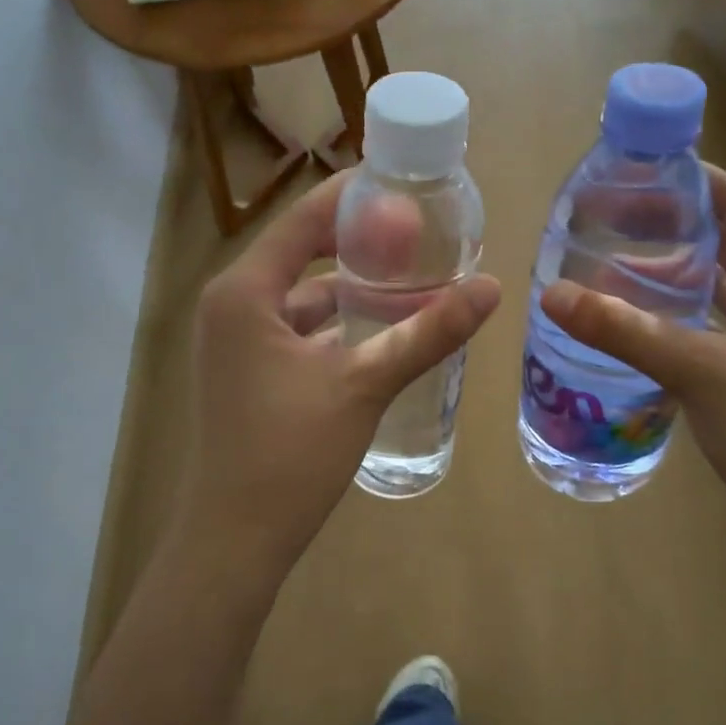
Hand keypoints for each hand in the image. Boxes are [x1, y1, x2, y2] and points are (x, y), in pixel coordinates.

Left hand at [177, 172, 500, 563]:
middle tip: (421, 232)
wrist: (235, 540)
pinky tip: (384, 332)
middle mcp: (233, 306)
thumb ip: (427, 332)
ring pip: (304, 298)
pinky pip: (300, 330)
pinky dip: (339, 326)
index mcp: (244, 292)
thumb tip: (493, 287)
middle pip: (303, 253)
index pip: (303, 219)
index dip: (354, 197)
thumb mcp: (365, 384)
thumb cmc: (290, 453)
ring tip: (413, 278)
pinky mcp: (250, 372)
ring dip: (354, 288)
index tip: (405, 184)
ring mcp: (238, 342)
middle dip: (361, 242)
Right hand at [540, 166, 725, 566]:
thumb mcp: (701, 374)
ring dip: (675, 271)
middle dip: (671, 225)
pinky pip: (720, 322)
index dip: (689, 181)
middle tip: (607, 216)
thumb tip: (552, 294)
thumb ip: (627, 330)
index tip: (632, 169)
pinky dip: (682, 313)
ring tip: (613, 258)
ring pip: (724, 284)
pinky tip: (639, 316)